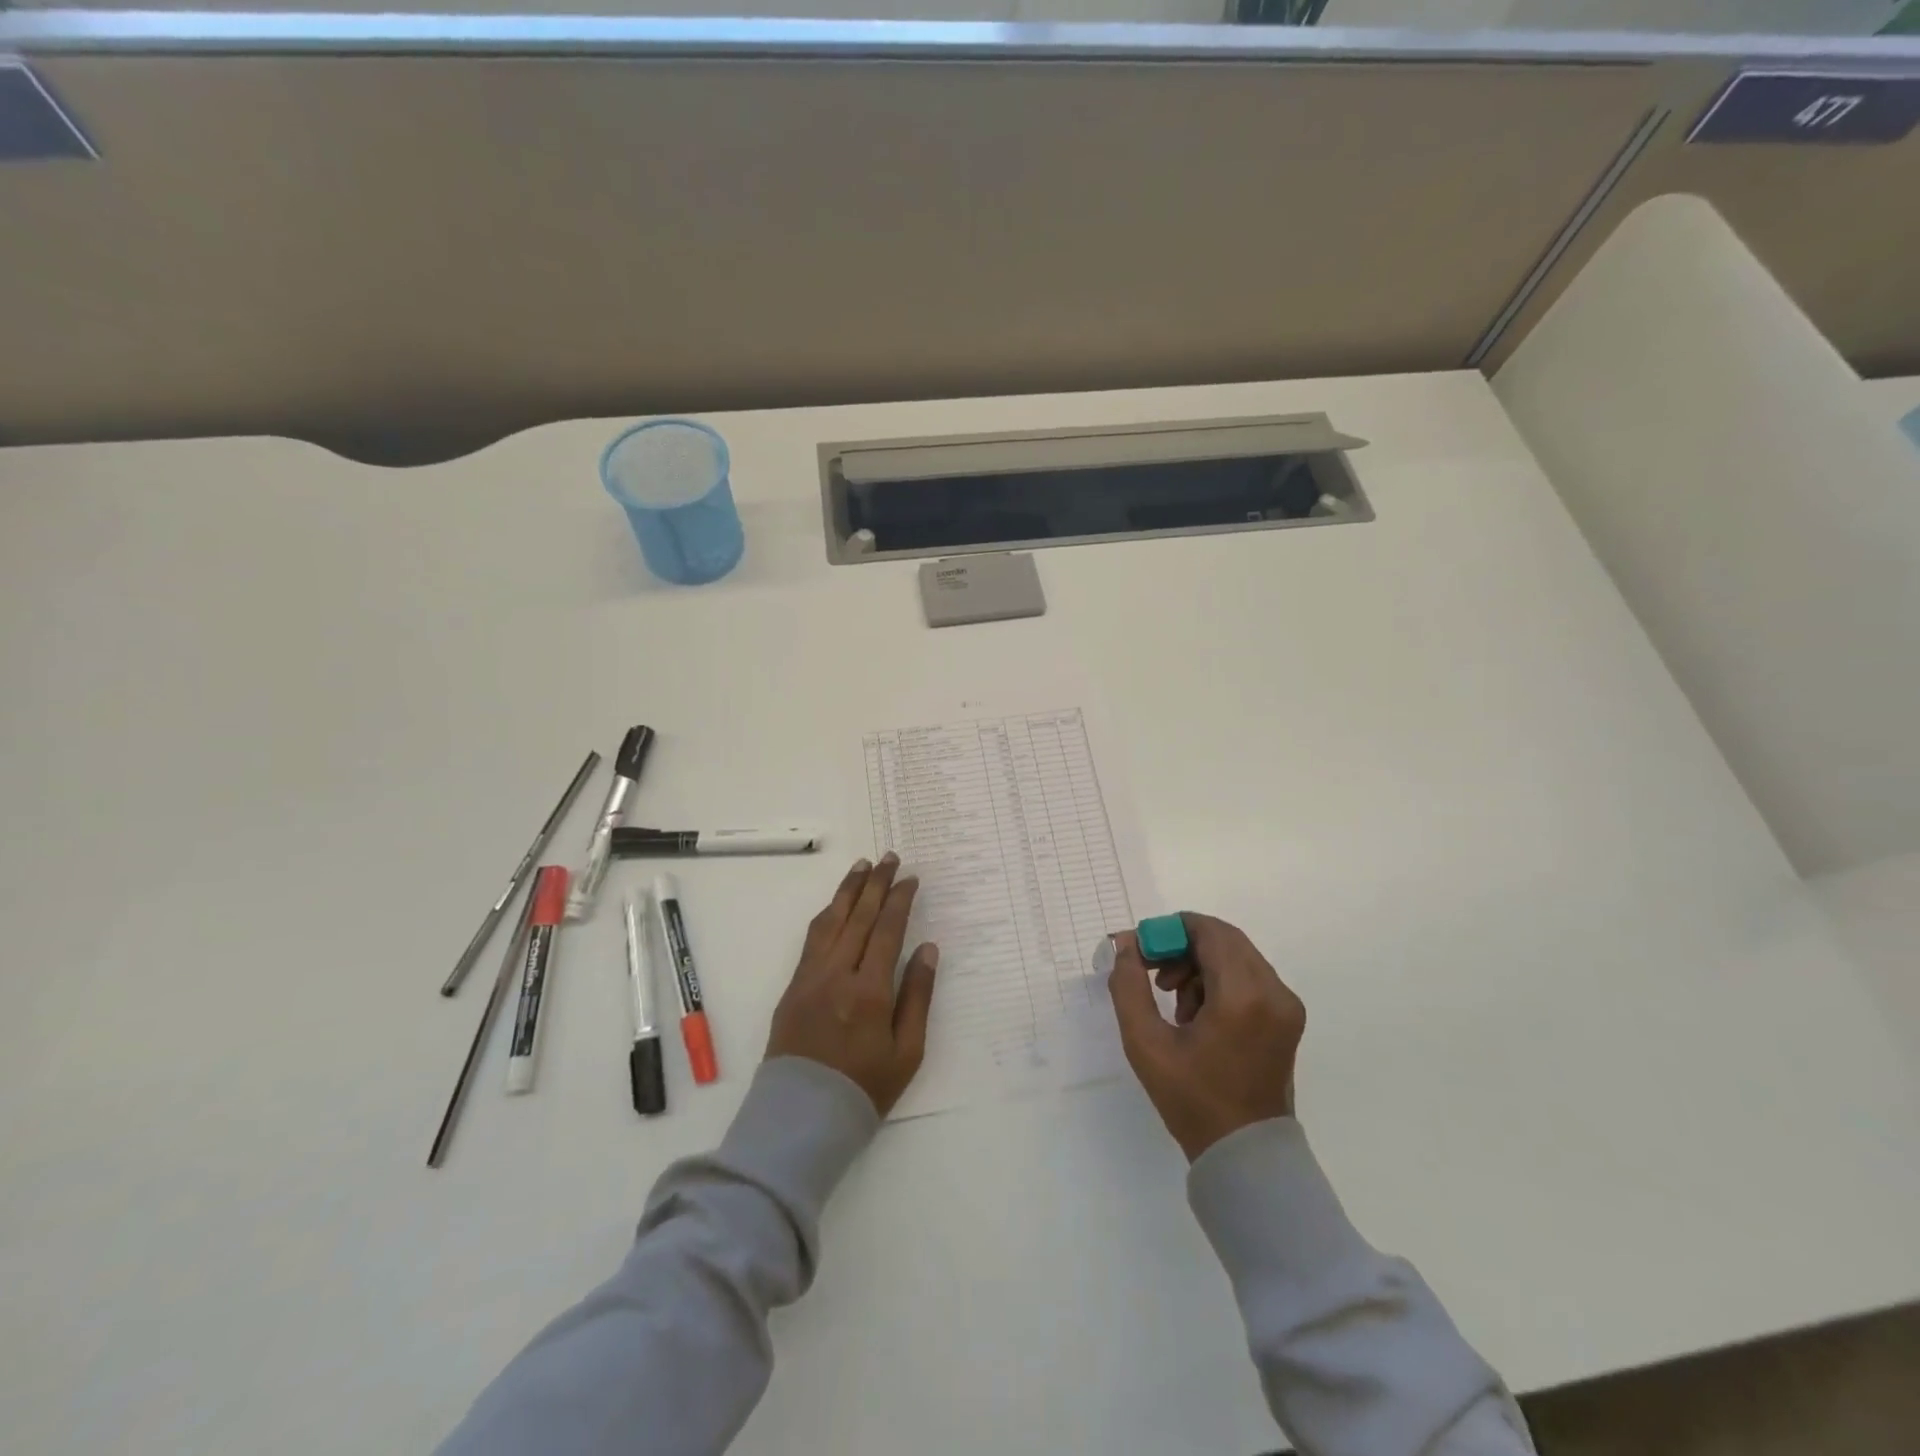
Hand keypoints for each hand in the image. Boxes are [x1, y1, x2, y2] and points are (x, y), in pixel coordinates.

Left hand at [766, 853, 939, 1116]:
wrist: (801, 1118)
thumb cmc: (864, 1089)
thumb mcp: (907, 1052)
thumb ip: (918, 996)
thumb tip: (927, 948)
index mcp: (869, 991)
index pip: (886, 930)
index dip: (900, 900)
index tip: (911, 877)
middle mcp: (837, 974)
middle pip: (859, 916)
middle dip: (876, 883)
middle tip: (890, 857)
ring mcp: (810, 977)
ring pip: (830, 921)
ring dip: (848, 890)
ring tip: (863, 866)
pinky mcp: (793, 985)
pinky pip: (811, 938)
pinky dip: (827, 914)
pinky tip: (836, 904)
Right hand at [1107, 913, 1304, 1160]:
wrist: (1244, 1154)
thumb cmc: (1191, 1099)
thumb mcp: (1145, 1042)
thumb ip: (1129, 985)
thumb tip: (1126, 943)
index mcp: (1242, 996)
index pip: (1208, 931)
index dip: (1170, 930)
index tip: (1142, 951)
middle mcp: (1273, 991)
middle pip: (1223, 940)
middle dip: (1183, 947)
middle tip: (1152, 972)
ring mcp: (1285, 1005)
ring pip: (1236, 956)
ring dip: (1199, 964)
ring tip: (1174, 1000)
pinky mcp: (1287, 1017)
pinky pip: (1249, 977)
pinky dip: (1219, 981)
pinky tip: (1197, 1014)